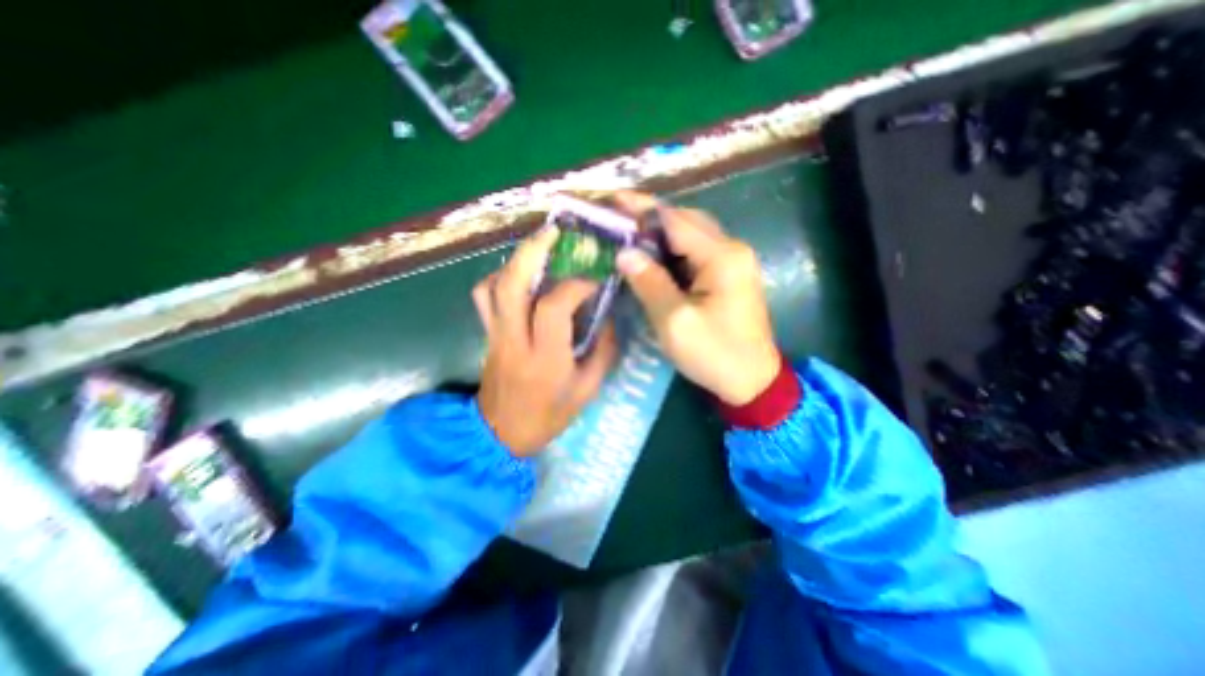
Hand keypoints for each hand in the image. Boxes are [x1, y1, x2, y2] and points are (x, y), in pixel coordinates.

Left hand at [472, 223, 615, 456]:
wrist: (501, 434)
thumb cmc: (548, 415)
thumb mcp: (587, 390)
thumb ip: (602, 351)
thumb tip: (607, 316)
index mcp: (545, 358)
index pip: (554, 306)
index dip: (576, 286)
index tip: (594, 282)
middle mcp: (515, 340)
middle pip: (512, 284)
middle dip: (531, 251)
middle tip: (553, 232)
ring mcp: (495, 335)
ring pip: (492, 286)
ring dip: (514, 261)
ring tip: (537, 251)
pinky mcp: (487, 334)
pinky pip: (483, 297)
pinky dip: (498, 279)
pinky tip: (519, 279)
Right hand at [612, 191, 781, 403]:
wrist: (753, 381)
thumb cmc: (714, 354)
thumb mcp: (675, 321)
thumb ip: (649, 283)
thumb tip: (624, 253)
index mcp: (722, 257)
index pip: (675, 221)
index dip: (642, 209)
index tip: (613, 199)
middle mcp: (731, 249)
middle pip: (685, 221)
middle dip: (650, 218)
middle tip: (617, 219)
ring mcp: (733, 261)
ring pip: (690, 235)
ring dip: (660, 234)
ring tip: (628, 235)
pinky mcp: (728, 275)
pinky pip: (695, 253)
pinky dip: (671, 251)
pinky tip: (652, 257)